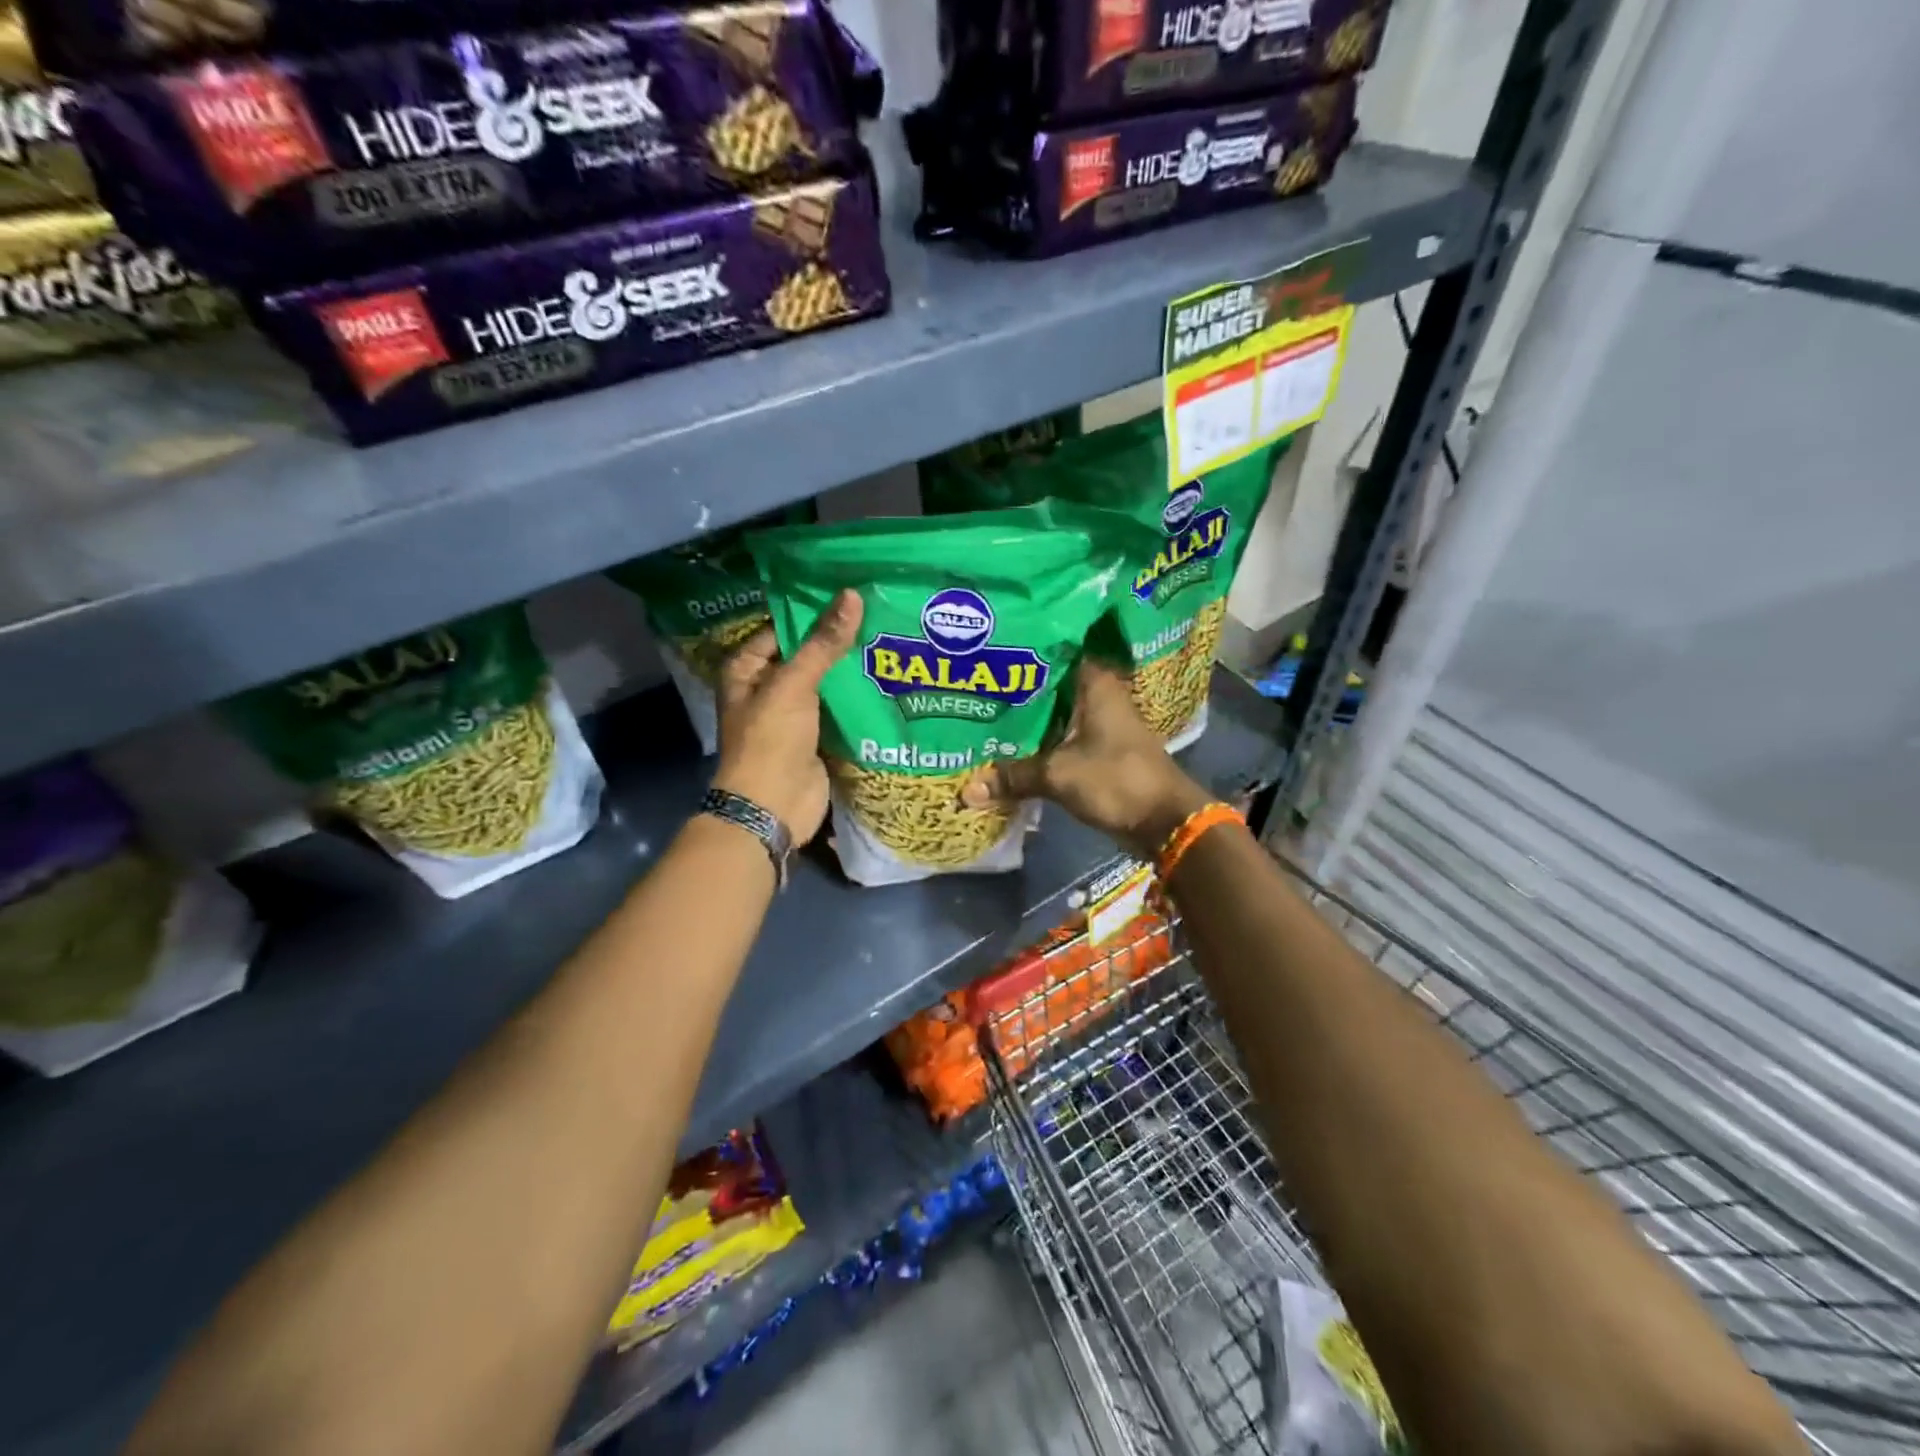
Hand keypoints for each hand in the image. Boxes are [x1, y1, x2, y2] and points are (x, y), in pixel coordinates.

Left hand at [713, 589, 862, 840]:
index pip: (783, 628)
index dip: (814, 611)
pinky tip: (887, 678)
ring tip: (891, 639)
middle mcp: (768, 688)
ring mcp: (794, 713)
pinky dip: (858, 698)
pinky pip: (839, 708)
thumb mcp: (794, 685)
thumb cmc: (770, 740)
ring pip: (826, 682)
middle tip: (880, 612)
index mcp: (747, 669)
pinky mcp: (817, 736)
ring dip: (851, 669)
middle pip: (807, 654)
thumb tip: (852, 595)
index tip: (852, 593)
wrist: (773, 807)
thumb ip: (823, 643)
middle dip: (838, 640)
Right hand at [960, 660, 1210, 859]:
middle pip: (1048, 685)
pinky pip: (1059, 738)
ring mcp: (1099, 723)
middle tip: (971, 686)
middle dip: (1014, 690)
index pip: (1052, 651)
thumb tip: (966, 790)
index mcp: (1095, 683)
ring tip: (980, 714)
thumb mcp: (1058, 775)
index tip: (986, 652)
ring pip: (1053, 714)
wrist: (1165, 821)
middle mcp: (1098, 695)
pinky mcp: (1097, 750)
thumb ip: (1013, 776)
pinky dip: (1037, 743)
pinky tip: (1006, 748)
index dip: (1020, 652)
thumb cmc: (1117, 780)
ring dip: (1025, 720)